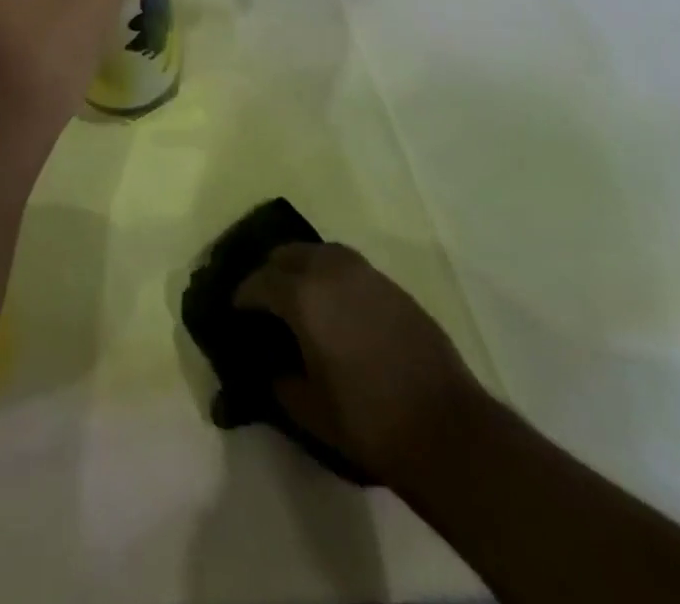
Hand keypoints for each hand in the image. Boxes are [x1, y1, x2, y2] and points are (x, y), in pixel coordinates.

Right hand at [236, 242, 488, 487]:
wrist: (445, 427)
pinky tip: (335, 305)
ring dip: (302, 266)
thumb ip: (279, 382)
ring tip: (297, 296)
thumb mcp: (308, 410)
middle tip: (263, 300)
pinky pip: (348, 266)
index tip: (234, 310)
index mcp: (302, 296)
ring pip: (320, 252)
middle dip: (270, 272)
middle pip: (287, 254)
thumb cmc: (367, 421)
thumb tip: (269, 369)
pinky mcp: (391, 285)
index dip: (241, 296)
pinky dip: (331, 275)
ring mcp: (364, 273)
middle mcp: (330, 270)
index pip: (258, 282)